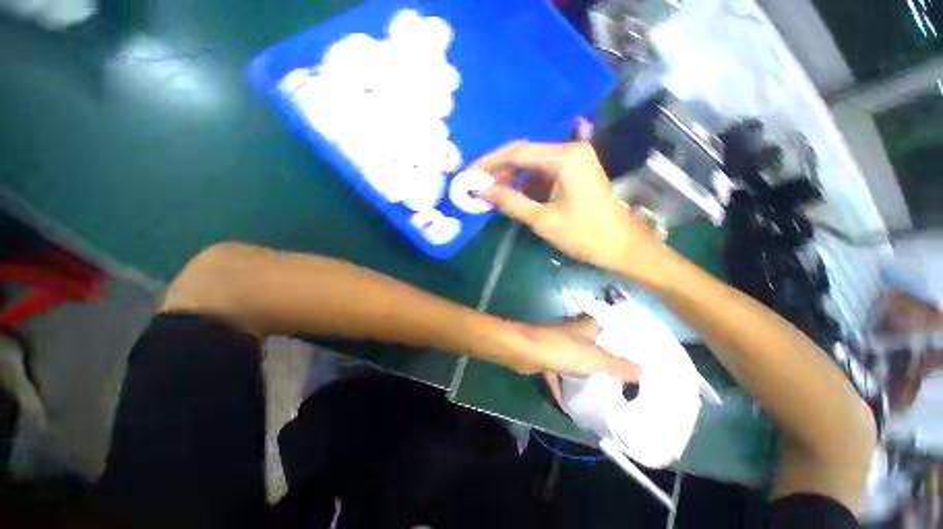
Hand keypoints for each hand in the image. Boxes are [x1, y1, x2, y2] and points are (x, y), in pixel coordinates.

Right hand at [474, 140, 673, 284]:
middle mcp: (570, 151)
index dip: (490, 162)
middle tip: (479, 186)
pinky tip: (514, 195)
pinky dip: (526, 184)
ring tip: (493, 194)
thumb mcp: (543, 220)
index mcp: (564, 158)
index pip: (517, 152)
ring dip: (512, 178)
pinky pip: (543, 173)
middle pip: (525, 154)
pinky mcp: (574, 172)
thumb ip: (512, 202)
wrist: (622, 246)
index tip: (469, 173)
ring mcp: (574, 160)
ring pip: (532, 164)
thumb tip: (483, 191)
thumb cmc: (585, 235)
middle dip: (500, 170)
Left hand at [501, 315, 638, 384]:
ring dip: (582, 375)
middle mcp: (572, 332)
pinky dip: (562, 386)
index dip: (621, 338)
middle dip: (604, 361)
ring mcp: (557, 344)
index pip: (608, 327)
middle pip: (592, 346)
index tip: (634, 354)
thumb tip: (642, 371)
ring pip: (575, 360)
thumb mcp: (596, 359)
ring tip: (601, 392)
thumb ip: (618, 365)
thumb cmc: (563, 349)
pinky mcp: (545, 356)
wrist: (525, 351)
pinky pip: (558, 373)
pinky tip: (569, 404)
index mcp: (586, 326)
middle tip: (622, 379)